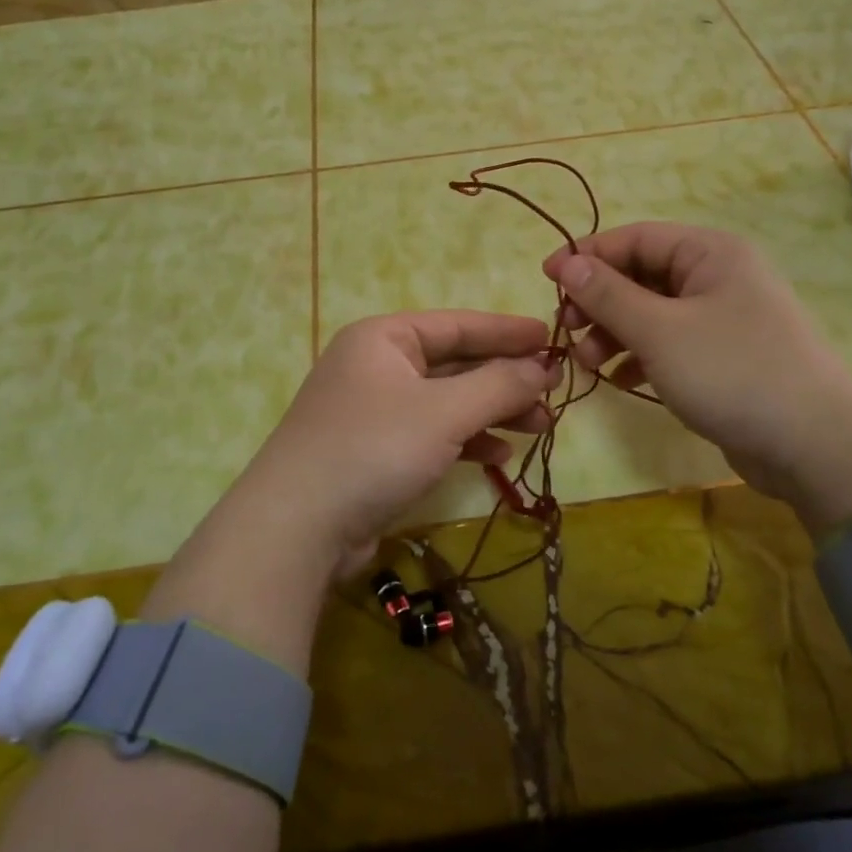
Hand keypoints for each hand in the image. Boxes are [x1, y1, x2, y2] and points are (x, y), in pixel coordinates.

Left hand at [220, 312, 559, 581]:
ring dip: (493, 412)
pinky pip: (432, 434)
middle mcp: (377, 367)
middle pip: (454, 363)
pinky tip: (499, 455)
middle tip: (554, 392)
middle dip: (505, 379)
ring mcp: (374, 411)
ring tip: (540, 427)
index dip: (506, 331)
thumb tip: (543, 367)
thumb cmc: (374, 449)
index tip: (550, 338)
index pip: (457, 324)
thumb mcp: (445, 411)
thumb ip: (499, 384)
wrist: (297, 528)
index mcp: (384, 338)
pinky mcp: (376, 452)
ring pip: (447, 402)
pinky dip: (466, 440)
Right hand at [543, 224, 851, 532]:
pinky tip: (619, 380)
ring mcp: (720, 318)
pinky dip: (638, 357)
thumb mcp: (659, 331)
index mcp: (709, 253)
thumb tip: (567, 263)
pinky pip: (667, 344)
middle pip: (639, 276)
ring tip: (590, 365)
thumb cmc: (732, 372)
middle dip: (599, 304)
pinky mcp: (721, 357)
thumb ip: (608, 295)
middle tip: (568, 333)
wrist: (813, 445)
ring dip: (614, 334)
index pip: (634, 238)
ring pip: (650, 313)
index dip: (587, 257)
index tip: (546, 281)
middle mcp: (716, 276)